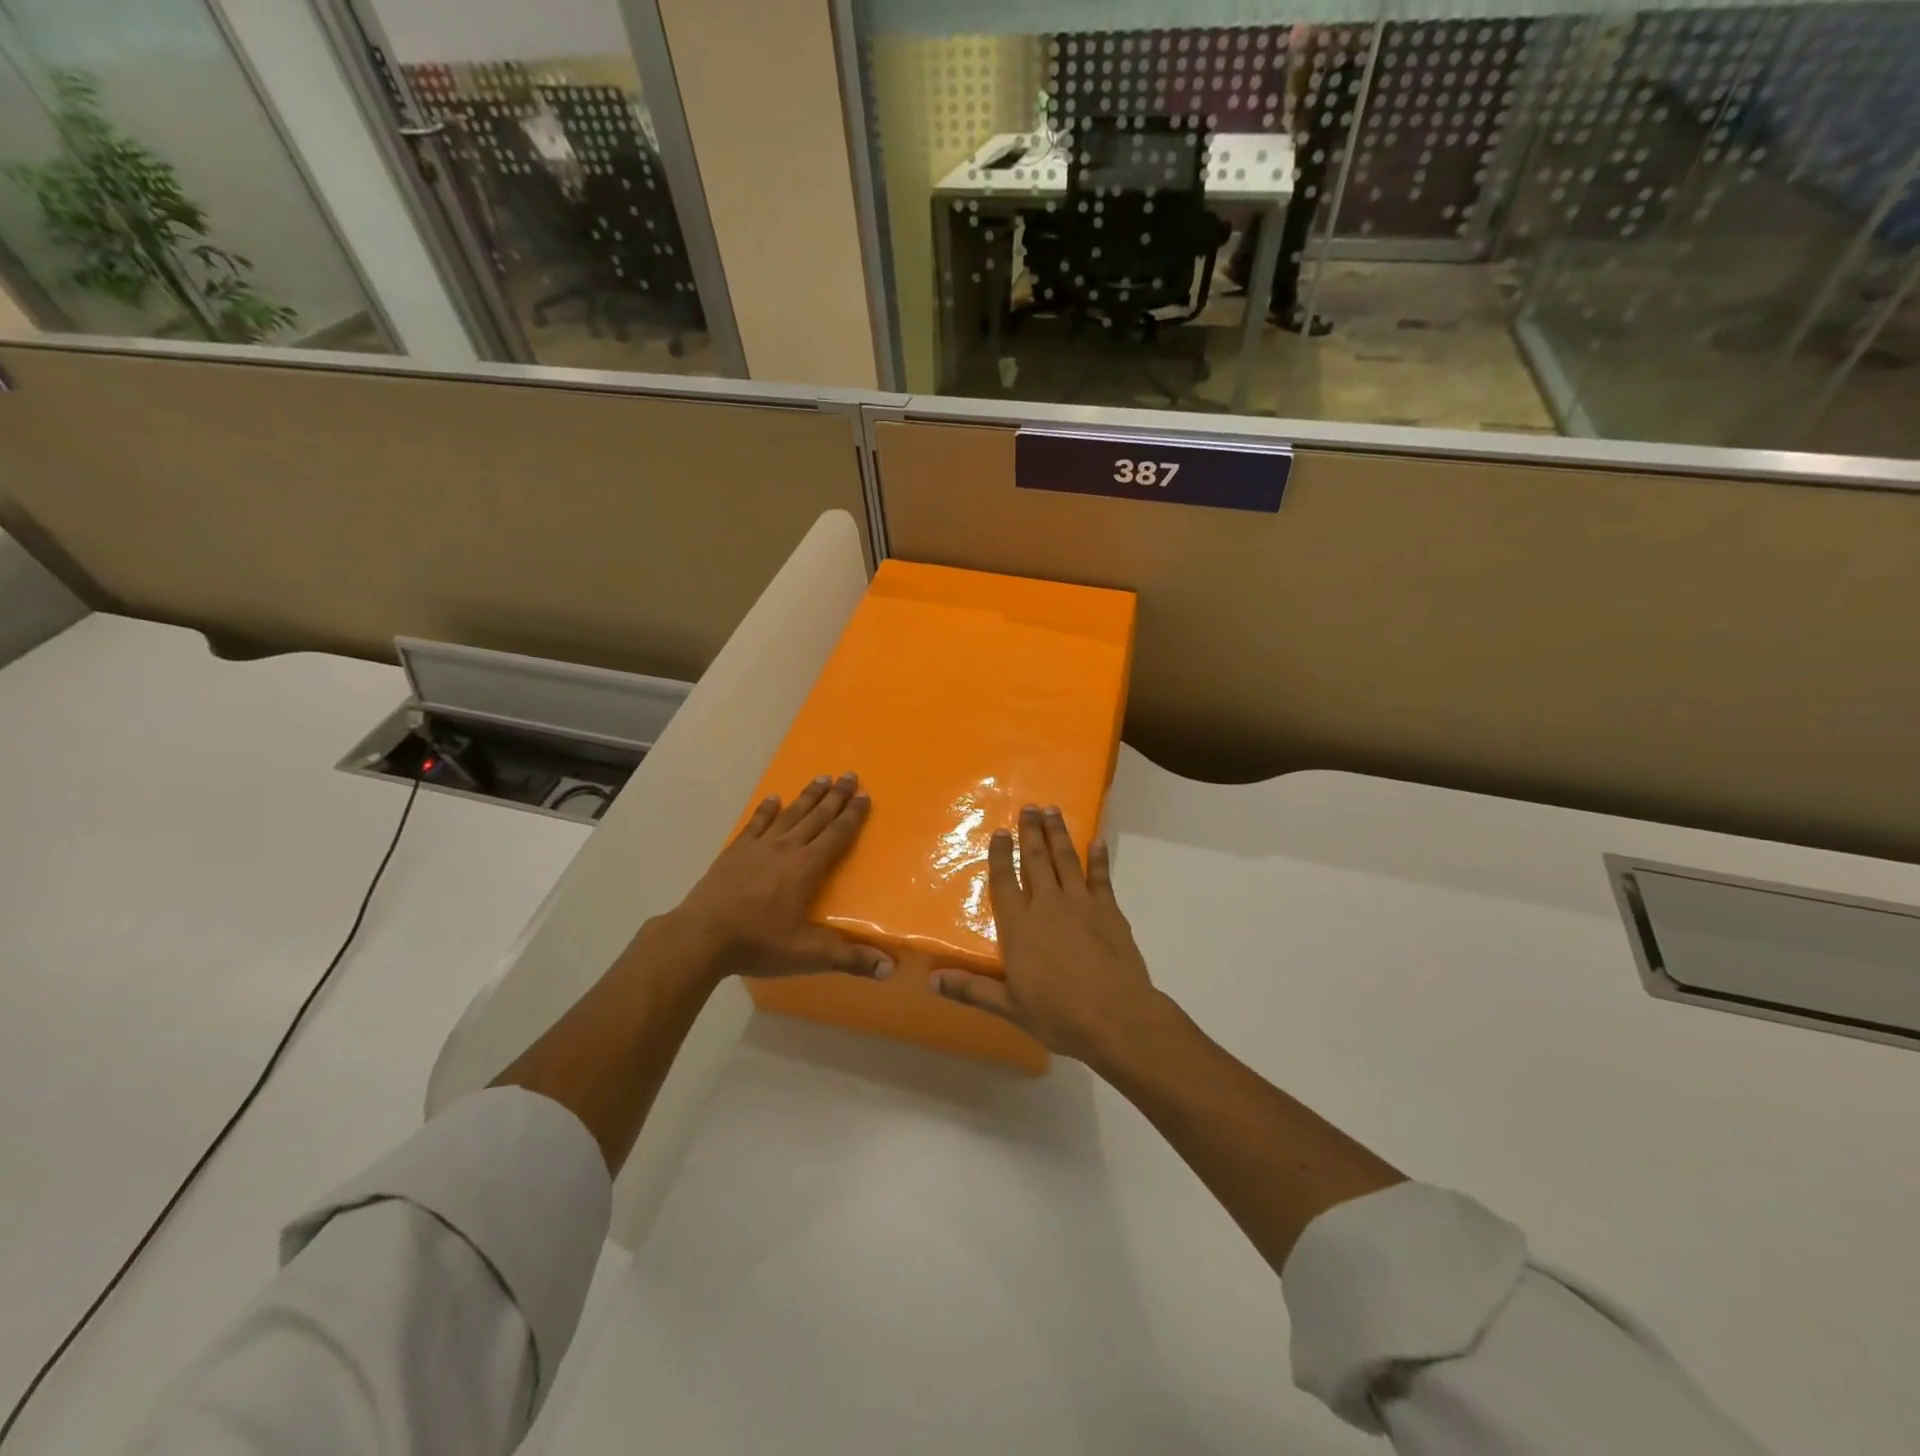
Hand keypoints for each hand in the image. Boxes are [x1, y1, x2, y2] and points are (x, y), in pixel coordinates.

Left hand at [663, 773, 891, 985]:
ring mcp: (758, 847)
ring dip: (808, 796)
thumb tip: (890, 968)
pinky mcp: (735, 852)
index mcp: (807, 867)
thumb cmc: (758, 943)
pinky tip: (773, 799)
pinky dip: (767, 810)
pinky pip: (756, 824)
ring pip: (790, 814)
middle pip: (817, 816)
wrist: (701, 936)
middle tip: (850, 775)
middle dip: (836, 796)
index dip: (853, 815)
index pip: (837, 834)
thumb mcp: (808, 955)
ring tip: (822, 777)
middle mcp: (786, 848)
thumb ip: (849, 959)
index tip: (865, 796)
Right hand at [932, 805, 1166, 1066]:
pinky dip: (1098, 858)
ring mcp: (1081, 904)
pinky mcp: (1109, 911)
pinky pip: (1101, 876)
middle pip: (1036, 861)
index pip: (1005, 881)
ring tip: (1053, 811)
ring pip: (1066, 860)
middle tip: (1029, 807)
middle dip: (1031, 832)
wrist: (1116, 1017)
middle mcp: (1047, 906)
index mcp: (1019, 927)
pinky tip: (1096, 841)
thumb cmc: (1059, 1015)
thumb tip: (931, 979)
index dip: (1001, 855)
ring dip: (1058, 834)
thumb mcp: (1009, 1008)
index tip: (1000, 832)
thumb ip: (971, 989)